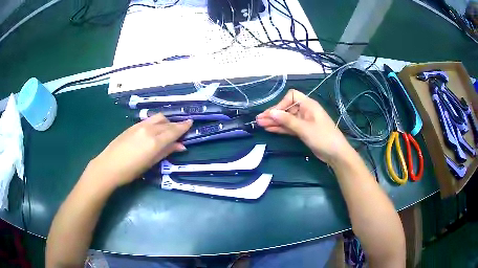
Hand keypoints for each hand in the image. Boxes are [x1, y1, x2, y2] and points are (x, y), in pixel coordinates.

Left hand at [87, 113, 191, 188]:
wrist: (109, 166)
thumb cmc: (131, 171)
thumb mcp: (151, 163)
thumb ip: (166, 152)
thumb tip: (180, 146)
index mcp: (155, 141)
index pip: (174, 131)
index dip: (183, 126)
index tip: (191, 122)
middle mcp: (149, 130)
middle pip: (167, 123)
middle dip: (175, 125)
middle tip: (180, 130)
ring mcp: (140, 126)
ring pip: (157, 118)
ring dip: (166, 122)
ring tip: (167, 129)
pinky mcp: (133, 126)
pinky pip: (148, 120)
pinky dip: (156, 122)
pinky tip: (154, 129)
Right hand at [256, 89, 350, 163]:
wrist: (335, 154)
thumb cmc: (322, 137)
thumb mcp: (304, 128)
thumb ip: (287, 120)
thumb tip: (271, 112)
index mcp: (308, 105)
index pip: (291, 96)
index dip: (281, 103)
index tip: (274, 114)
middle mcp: (305, 111)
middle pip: (287, 108)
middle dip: (274, 114)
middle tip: (259, 120)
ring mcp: (304, 121)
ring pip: (287, 119)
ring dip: (275, 121)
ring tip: (260, 125)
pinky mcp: (303, 131)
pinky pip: (290, 127)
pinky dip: (281, 128)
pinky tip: (270, 129)